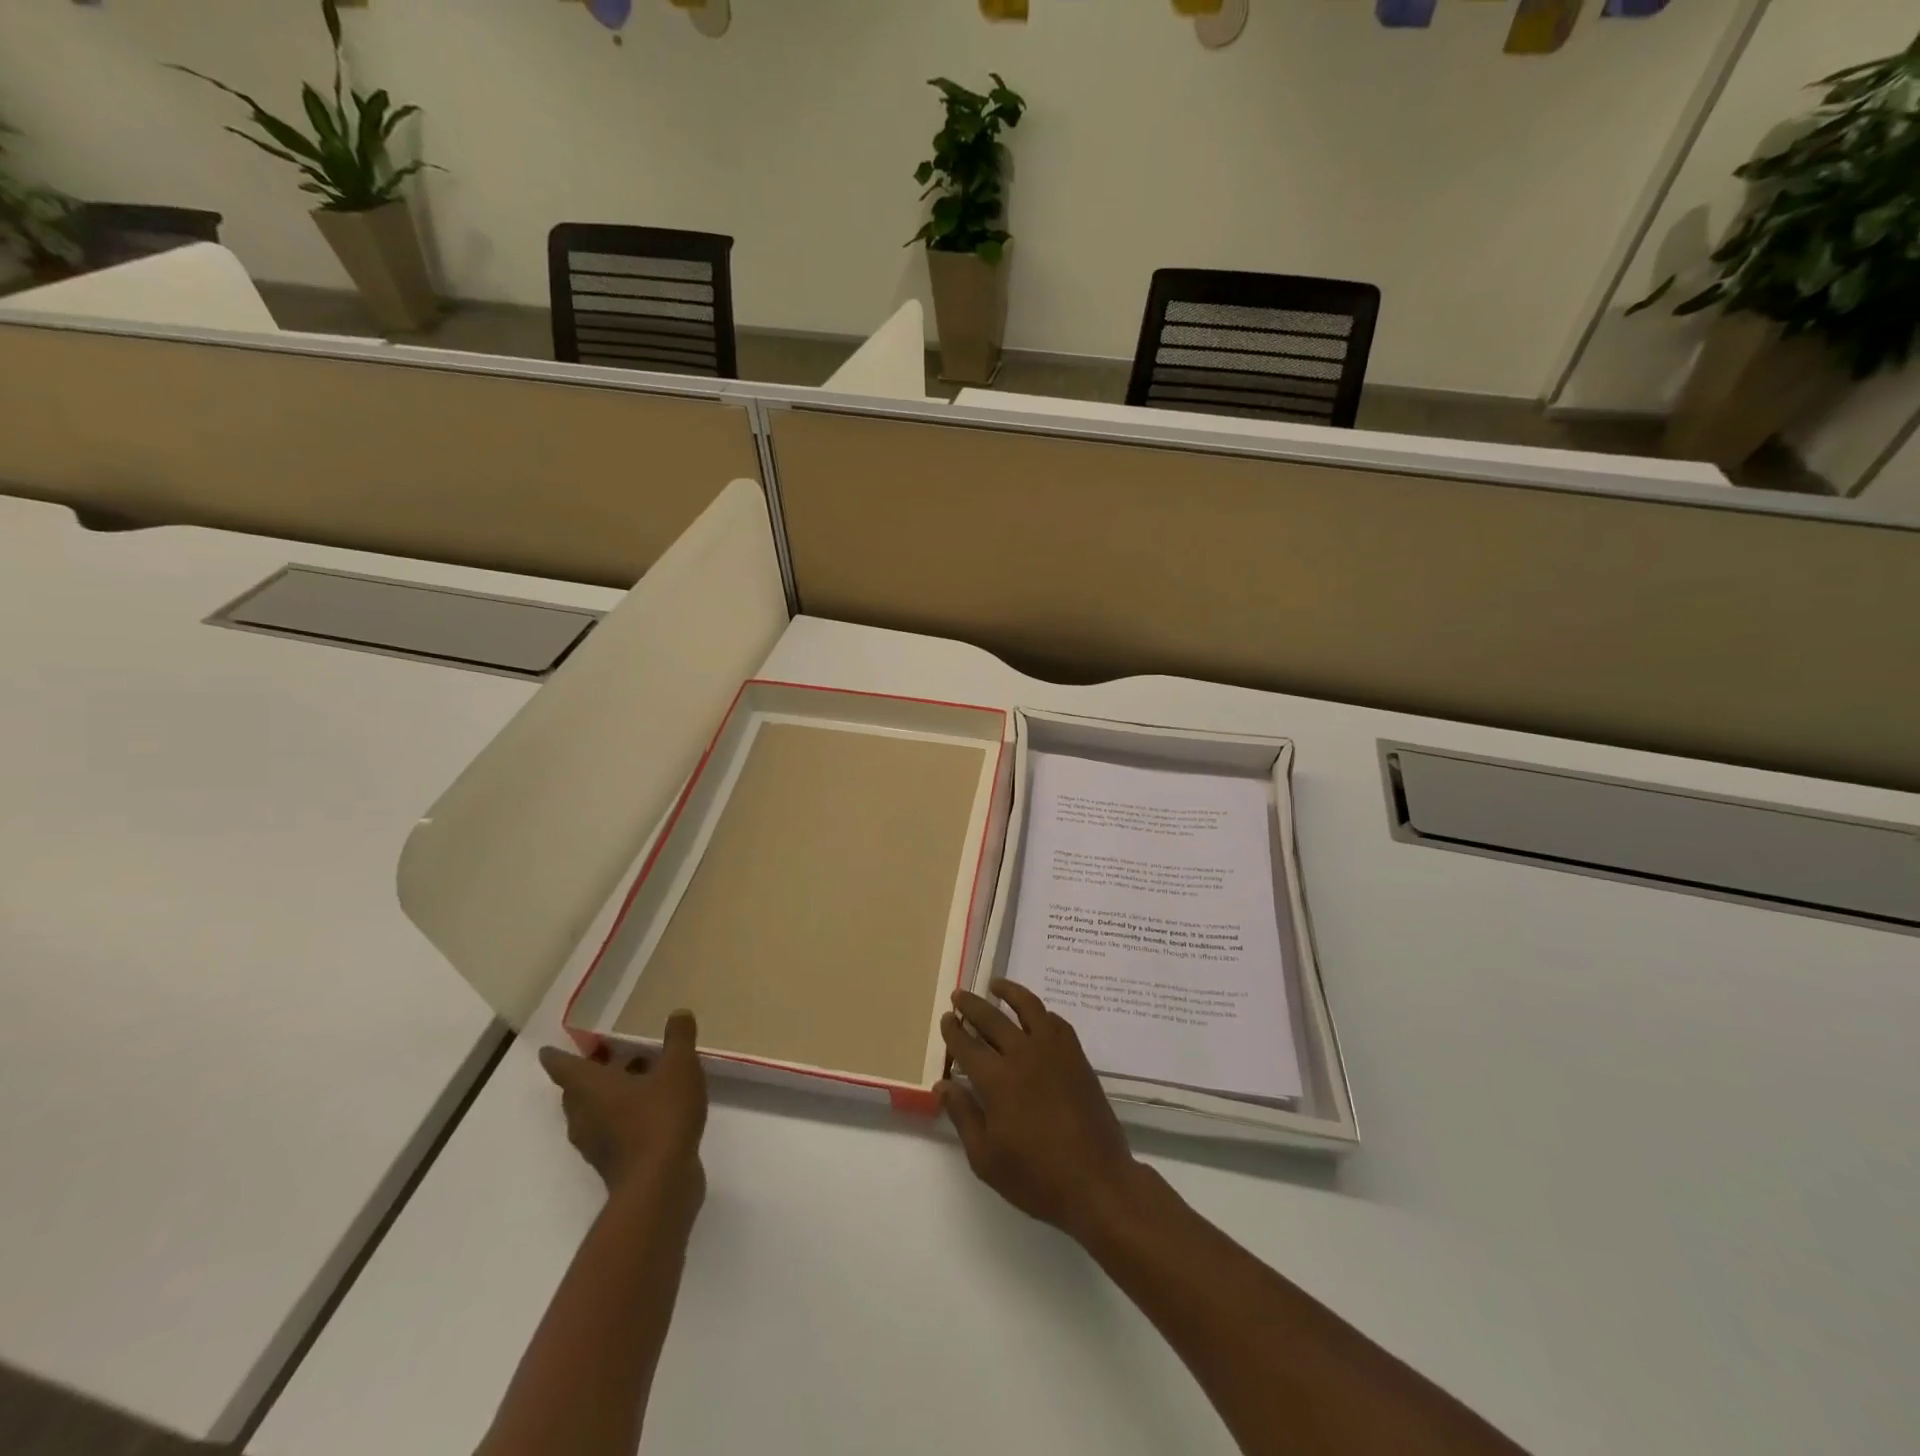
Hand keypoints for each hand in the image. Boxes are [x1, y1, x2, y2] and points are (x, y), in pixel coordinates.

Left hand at [539, 1010, 707, 1212]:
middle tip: (611, 1054)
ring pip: (594, 1111)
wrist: (660, 1185)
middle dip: (590, 1072)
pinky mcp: (614, 1163)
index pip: (562, 1066)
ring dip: (609, 1094)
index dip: (556, 1055)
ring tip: (640, 1076)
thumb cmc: (661, 1117)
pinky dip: (623, 1115)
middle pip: (577, 1090)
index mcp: (590, 1088)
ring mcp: (597, 1144)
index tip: (549, 1049)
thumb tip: (678, 1013)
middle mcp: (584, 1115)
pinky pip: (611, 1130)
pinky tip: (653, 1108)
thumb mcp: (679, 1067)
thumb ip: (678, 1038)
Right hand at [937, 979, 1143, 1243]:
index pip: (967, 1045)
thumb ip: (963, 1116)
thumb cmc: (1036, 1177)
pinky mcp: (1076, 1056)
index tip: (946, 1018)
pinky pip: (1056, 1022)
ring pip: (1028, 1007)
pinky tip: (1035, 1015)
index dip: (953, 1030)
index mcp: (997, 1080)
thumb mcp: (986, 1158)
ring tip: (996, 985)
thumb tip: (942, 1084)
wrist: (1096, 1181)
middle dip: (972, 1005)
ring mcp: (1054, 1051)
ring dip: (1009, 992)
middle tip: (959, 996)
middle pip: (992, 1018)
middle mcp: (1023, 1054)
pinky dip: (1041, 1012)